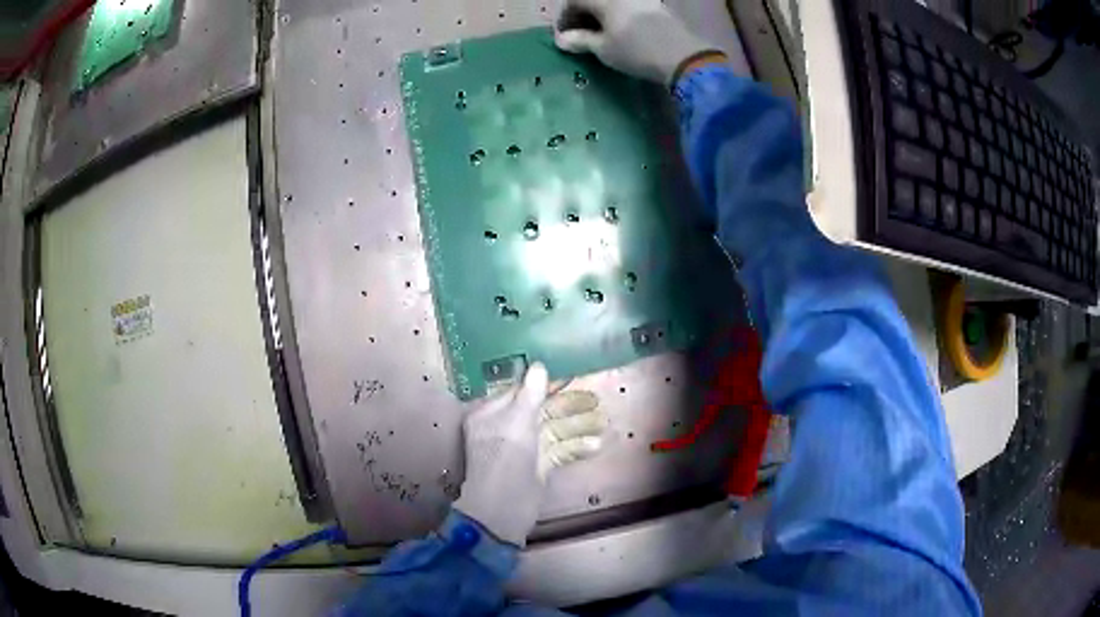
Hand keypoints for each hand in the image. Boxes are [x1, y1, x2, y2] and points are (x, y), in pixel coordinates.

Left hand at [454, 363, 605, 546]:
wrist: (504, 509)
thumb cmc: (504, 459)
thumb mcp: (517, 421)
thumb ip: (530, 393)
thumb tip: (539, 366)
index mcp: (492, 413)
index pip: (520, 390)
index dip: (545, 382)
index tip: (569, 371)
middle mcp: (507, 427)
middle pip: (542, 409)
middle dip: (569, 405)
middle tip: (595, 398)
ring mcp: (525, 447)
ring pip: (555, 429)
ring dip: (579, 426)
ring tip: (605, 421)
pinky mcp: (539, 465)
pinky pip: (560, 449)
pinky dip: (577, 446)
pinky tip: (597, 444)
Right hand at [554, 0, 724, 85]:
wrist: (683, 56)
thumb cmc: (636, 51)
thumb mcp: (603, 49)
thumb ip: (581, 41)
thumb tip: (563, 40)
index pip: (574, 1)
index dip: (564, 17)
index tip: (563, 36)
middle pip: (595, 0)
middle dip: (583, 15)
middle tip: (580, 35)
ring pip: (613, 3)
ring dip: (602, 16)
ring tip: (601, 35)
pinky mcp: (658, 6)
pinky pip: (630, 6)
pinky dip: (619, 16)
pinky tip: (622, 32)